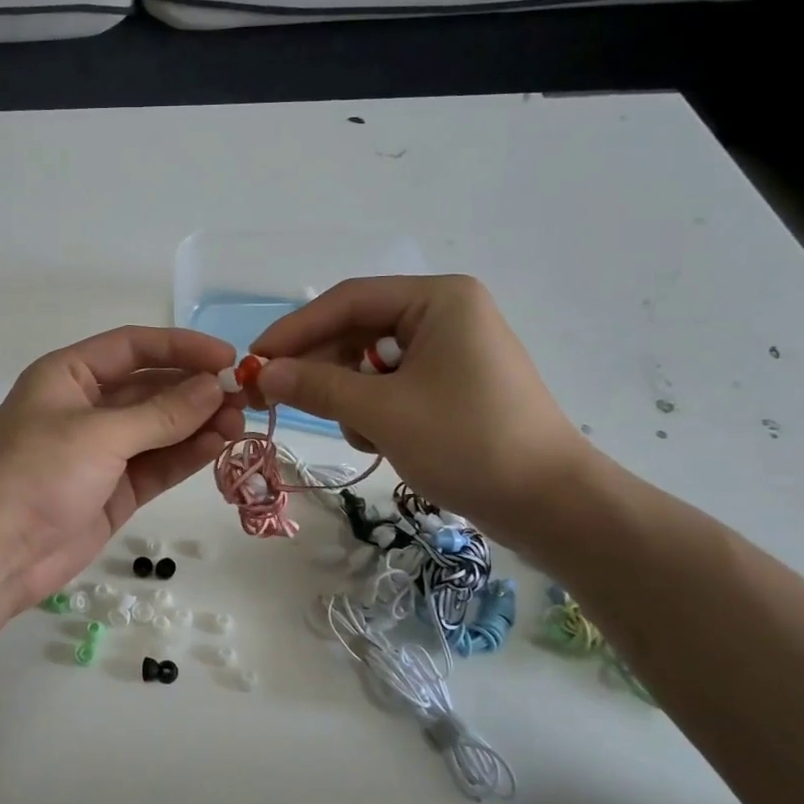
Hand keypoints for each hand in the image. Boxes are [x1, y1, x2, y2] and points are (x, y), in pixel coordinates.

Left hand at [0, 327, 243, 608]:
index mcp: (70, 375)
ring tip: (240, 424)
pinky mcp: (115, 489)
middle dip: (196, 390)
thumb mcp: (99, 435)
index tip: (227, 356)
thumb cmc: (36, 474)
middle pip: (151, 387)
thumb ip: (162, 413)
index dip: (181, 346)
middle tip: (244, 397)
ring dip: (198, 423)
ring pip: (160, 428)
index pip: (134, 347)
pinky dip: (187, 455)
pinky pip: (158, 463)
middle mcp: (87, 407)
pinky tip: (219, 447)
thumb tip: (215, 387)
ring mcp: (102, 451)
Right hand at [251, 276, 591, 544]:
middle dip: (320, 367)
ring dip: (349, 396)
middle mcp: (445, 314)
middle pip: (358, 330)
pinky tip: (379, 441)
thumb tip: (263, 373)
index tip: (253, 360)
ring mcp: (452, 351)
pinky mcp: (453, 385)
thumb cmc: (467, 443)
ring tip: (357, 434)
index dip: (294, 330)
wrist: (550, 504)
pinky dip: (374, 410)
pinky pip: (393, 385)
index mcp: (438, 299)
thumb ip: (318, 386)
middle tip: (274, 398)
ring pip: (371, 362)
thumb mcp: (382, 412)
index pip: (348, 301)